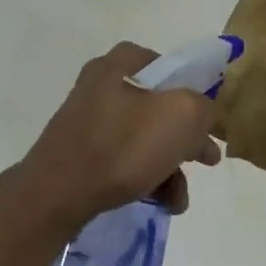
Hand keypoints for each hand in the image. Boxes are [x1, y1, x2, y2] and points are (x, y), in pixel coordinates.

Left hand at [14, 43, 221, 227]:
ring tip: (180, 198)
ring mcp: (89, 120)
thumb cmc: (122, 146)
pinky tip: (162, 202)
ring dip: (171, 167)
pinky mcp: (82, 152)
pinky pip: (126, 158)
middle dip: (188, 138)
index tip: (210, 119)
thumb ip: (204, 107)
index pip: (171, 66)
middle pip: (162, 106)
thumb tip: (202, 114)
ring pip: (146, 137)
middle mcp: (102, 84)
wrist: (56, 195)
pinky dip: (148, 177)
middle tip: (208, 159)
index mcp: (121, 63)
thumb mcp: (181, 116)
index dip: (197, 90)